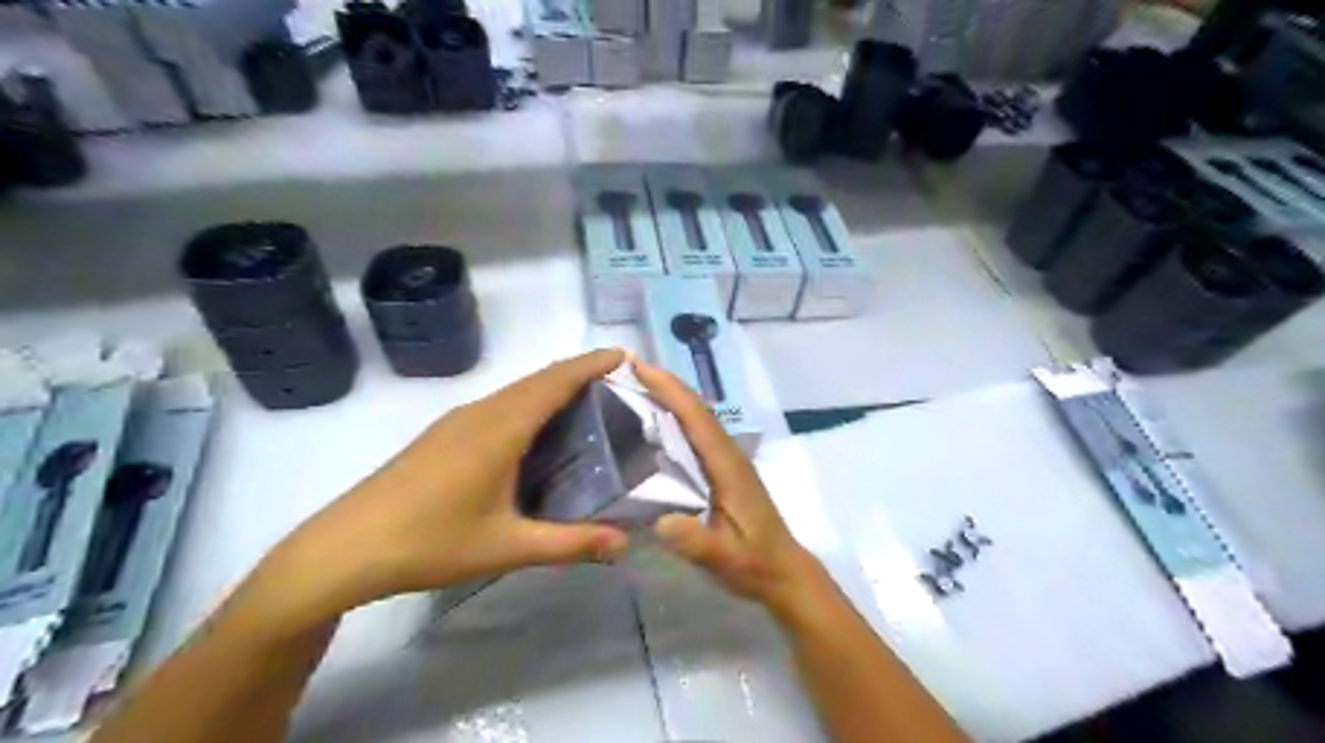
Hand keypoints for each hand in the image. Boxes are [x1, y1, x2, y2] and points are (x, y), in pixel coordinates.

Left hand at [256, 350, 636, 629]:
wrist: (343, 549)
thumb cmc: (429, 542)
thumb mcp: (507, 546)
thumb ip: (570, 543)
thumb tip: (624, 542)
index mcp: (500, 430)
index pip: (554, 382)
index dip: (590, 364)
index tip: (623, 356)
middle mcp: (480, 414)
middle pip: (537, 380)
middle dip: (577, 373)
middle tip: (616, 384)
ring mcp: (456, 421)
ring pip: (515, 391)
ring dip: (551, 387)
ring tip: (585, 404)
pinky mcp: (442, 434)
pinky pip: (498, 404)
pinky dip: (528, 403)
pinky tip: (534, 432)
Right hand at [633, 358, 825, 615]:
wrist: (784, 573)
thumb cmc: (755, 565)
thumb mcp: (726, 560)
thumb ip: (697, 543)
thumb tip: (660, 521)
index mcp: (728, 466)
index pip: (697, 418)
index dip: (669, 390)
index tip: (639, 367)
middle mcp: (728, 455)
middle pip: (696, 410)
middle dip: (665, 385)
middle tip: (627, 370)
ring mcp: (728, 462)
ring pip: (697, 420)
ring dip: (670, 398)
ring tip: (635, 388)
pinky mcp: (724, 472)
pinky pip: (697, 435)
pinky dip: (676, 418)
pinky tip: (655, 425)